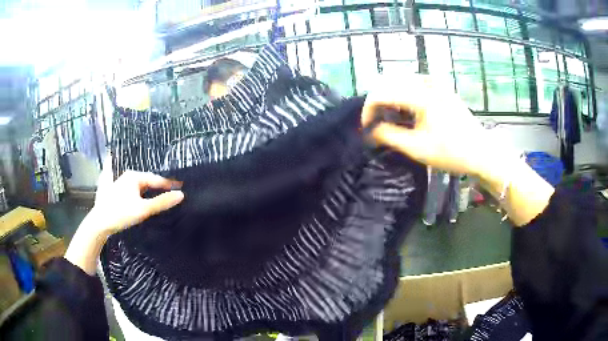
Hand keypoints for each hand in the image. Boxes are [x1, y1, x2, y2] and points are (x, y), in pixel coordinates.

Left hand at [91, 167, 183, 235]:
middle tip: (170, 192)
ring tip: (158, 195)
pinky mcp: (114, 191)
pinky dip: (138, 192)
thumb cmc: (121, 213)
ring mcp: (119, 183)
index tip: (180, 187)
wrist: (99, 223)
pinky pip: (131, 189)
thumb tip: (181, 195)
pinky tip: (140, 195)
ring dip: (148, 189)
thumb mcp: (143, 209)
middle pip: (146, 181)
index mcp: (133, 176)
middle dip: (158, 186)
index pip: (156, 179)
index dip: (168, 184)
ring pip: (138, 185)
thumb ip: (162, 202)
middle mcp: (126, 176)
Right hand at [362, 74, 552, 226]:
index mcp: (420, 96)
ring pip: (402, 82)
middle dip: (378, 102)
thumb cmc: (451, 152)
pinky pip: (416, 85)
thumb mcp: (417, 148)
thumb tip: (370, 131)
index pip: (382, 92)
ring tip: (391, 118)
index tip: (365, 127)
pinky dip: (405, 95)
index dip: (368, 109)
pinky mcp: (443, 89)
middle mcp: (427, 83)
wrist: (482, 153)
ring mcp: (437, 84)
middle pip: (390, 83)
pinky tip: (408, 110)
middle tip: (376, 123)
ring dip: (391, 97)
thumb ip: (389, 136)